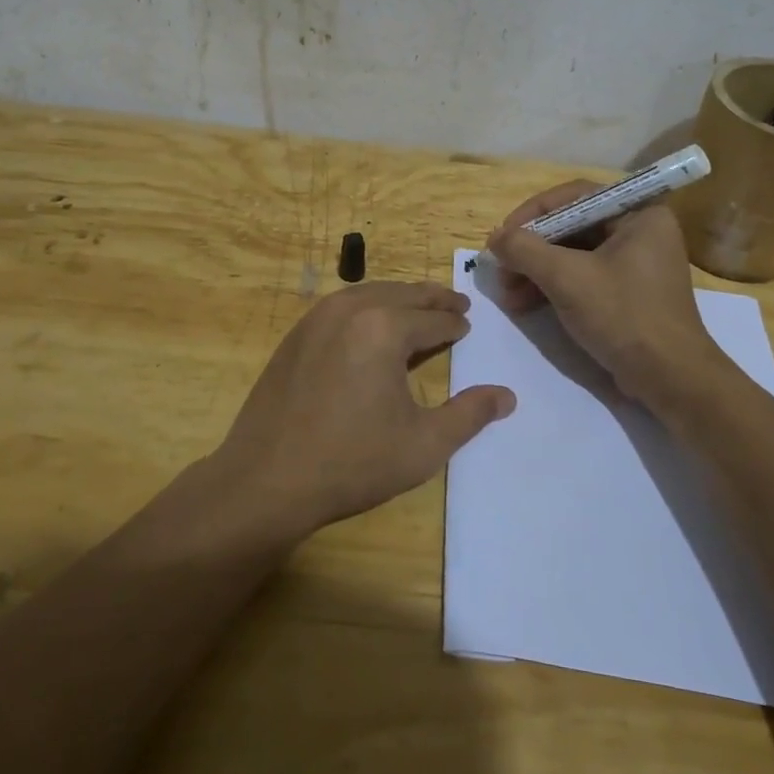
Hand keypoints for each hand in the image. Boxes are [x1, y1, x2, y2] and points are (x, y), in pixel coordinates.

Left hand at [211, 282, 516, 537]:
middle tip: (455, 303)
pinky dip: (367, 305)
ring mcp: (317, 318)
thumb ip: (469, 415)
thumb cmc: (352, 463)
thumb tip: (507, 396)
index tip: (467, 326)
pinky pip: (341, 305)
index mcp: (384, 328)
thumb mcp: (423, 445)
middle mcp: (350, 310)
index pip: (433, 319)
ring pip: (370, 293)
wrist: (266, 480)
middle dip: (433, 299)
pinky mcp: (295, 335)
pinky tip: (372, 323)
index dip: (456, 324)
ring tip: (418, 307)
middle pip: (403, 294)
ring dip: (399, 297)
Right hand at [487, 184, 721, 403]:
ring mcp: (635, 264)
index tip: (502, 236)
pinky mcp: (628, 293)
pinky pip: (583, 277)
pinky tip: (524, 304)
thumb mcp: (566, 277)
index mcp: (639, 214)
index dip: (532, 214)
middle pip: (571, 227)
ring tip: (507, 294)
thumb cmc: (622, 315)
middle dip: (531, 250)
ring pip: (574, 255)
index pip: (574, 197)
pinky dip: (553, 287)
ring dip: (536, 272)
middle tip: (500, 269)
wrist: (669, 378)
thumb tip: (495, 237)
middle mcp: (641, 231)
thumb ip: (524, 249)